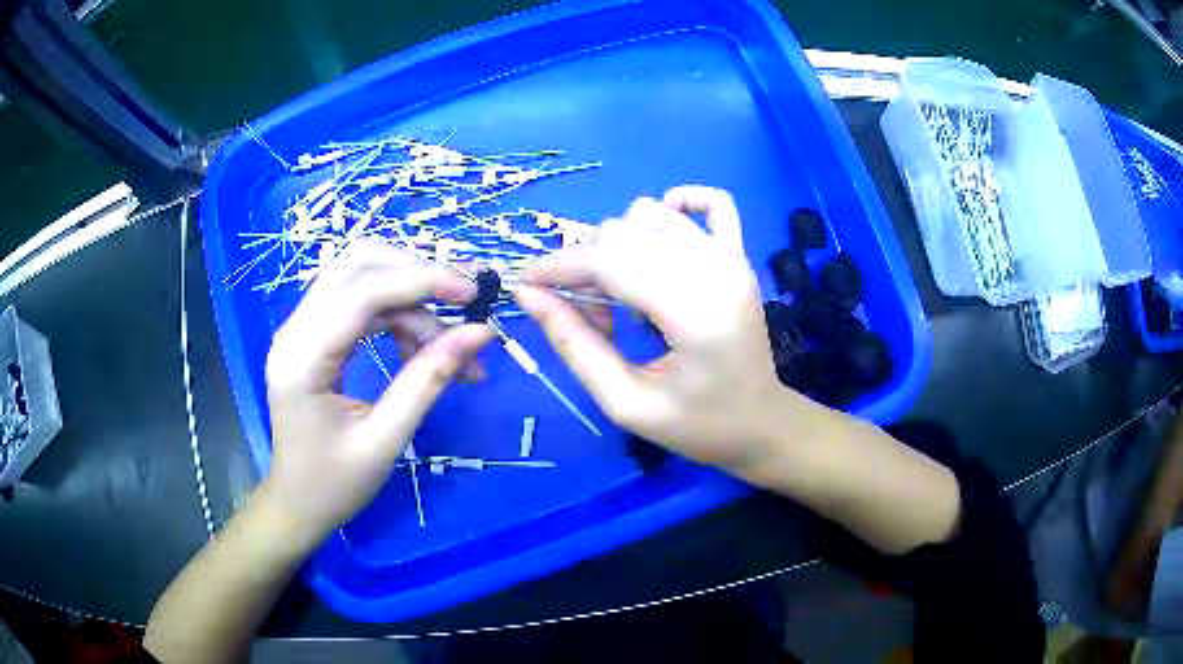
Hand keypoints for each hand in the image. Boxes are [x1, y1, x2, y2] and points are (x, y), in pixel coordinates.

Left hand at [262, 241, 493, 543]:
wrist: (296, 504)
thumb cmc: (334, 485)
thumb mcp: (385, 439)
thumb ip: (428, 380)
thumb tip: (479, 332)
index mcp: (302, 358)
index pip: (362, 291)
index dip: (421, 280)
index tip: (473, 292)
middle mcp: (295, 328)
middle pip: (358, 263)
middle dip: (417, 274)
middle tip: (464, 304)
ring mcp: (301, 327)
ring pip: (363, 276)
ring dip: (411, 296)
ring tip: (448, 343)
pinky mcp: (313, 334)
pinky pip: (361, 301)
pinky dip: (398, 313)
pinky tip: (421, 346)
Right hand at [515, 186, 806, 471]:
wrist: (759, 423)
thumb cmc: (696, 426)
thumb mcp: (625, 403)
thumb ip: (574, 346)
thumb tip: (528, 295)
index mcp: (695, 311)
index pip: (609, 261)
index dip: (558, 267)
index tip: (526, 285)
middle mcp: (715, 268)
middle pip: (622, 232)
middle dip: (584, 268)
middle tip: (587, 319)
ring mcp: (731, 256)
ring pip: (649, 213)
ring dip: (617, 247)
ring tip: (622, 296)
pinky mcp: (739, 254)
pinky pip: (712, 202)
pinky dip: (674, 207)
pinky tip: (656, 242)